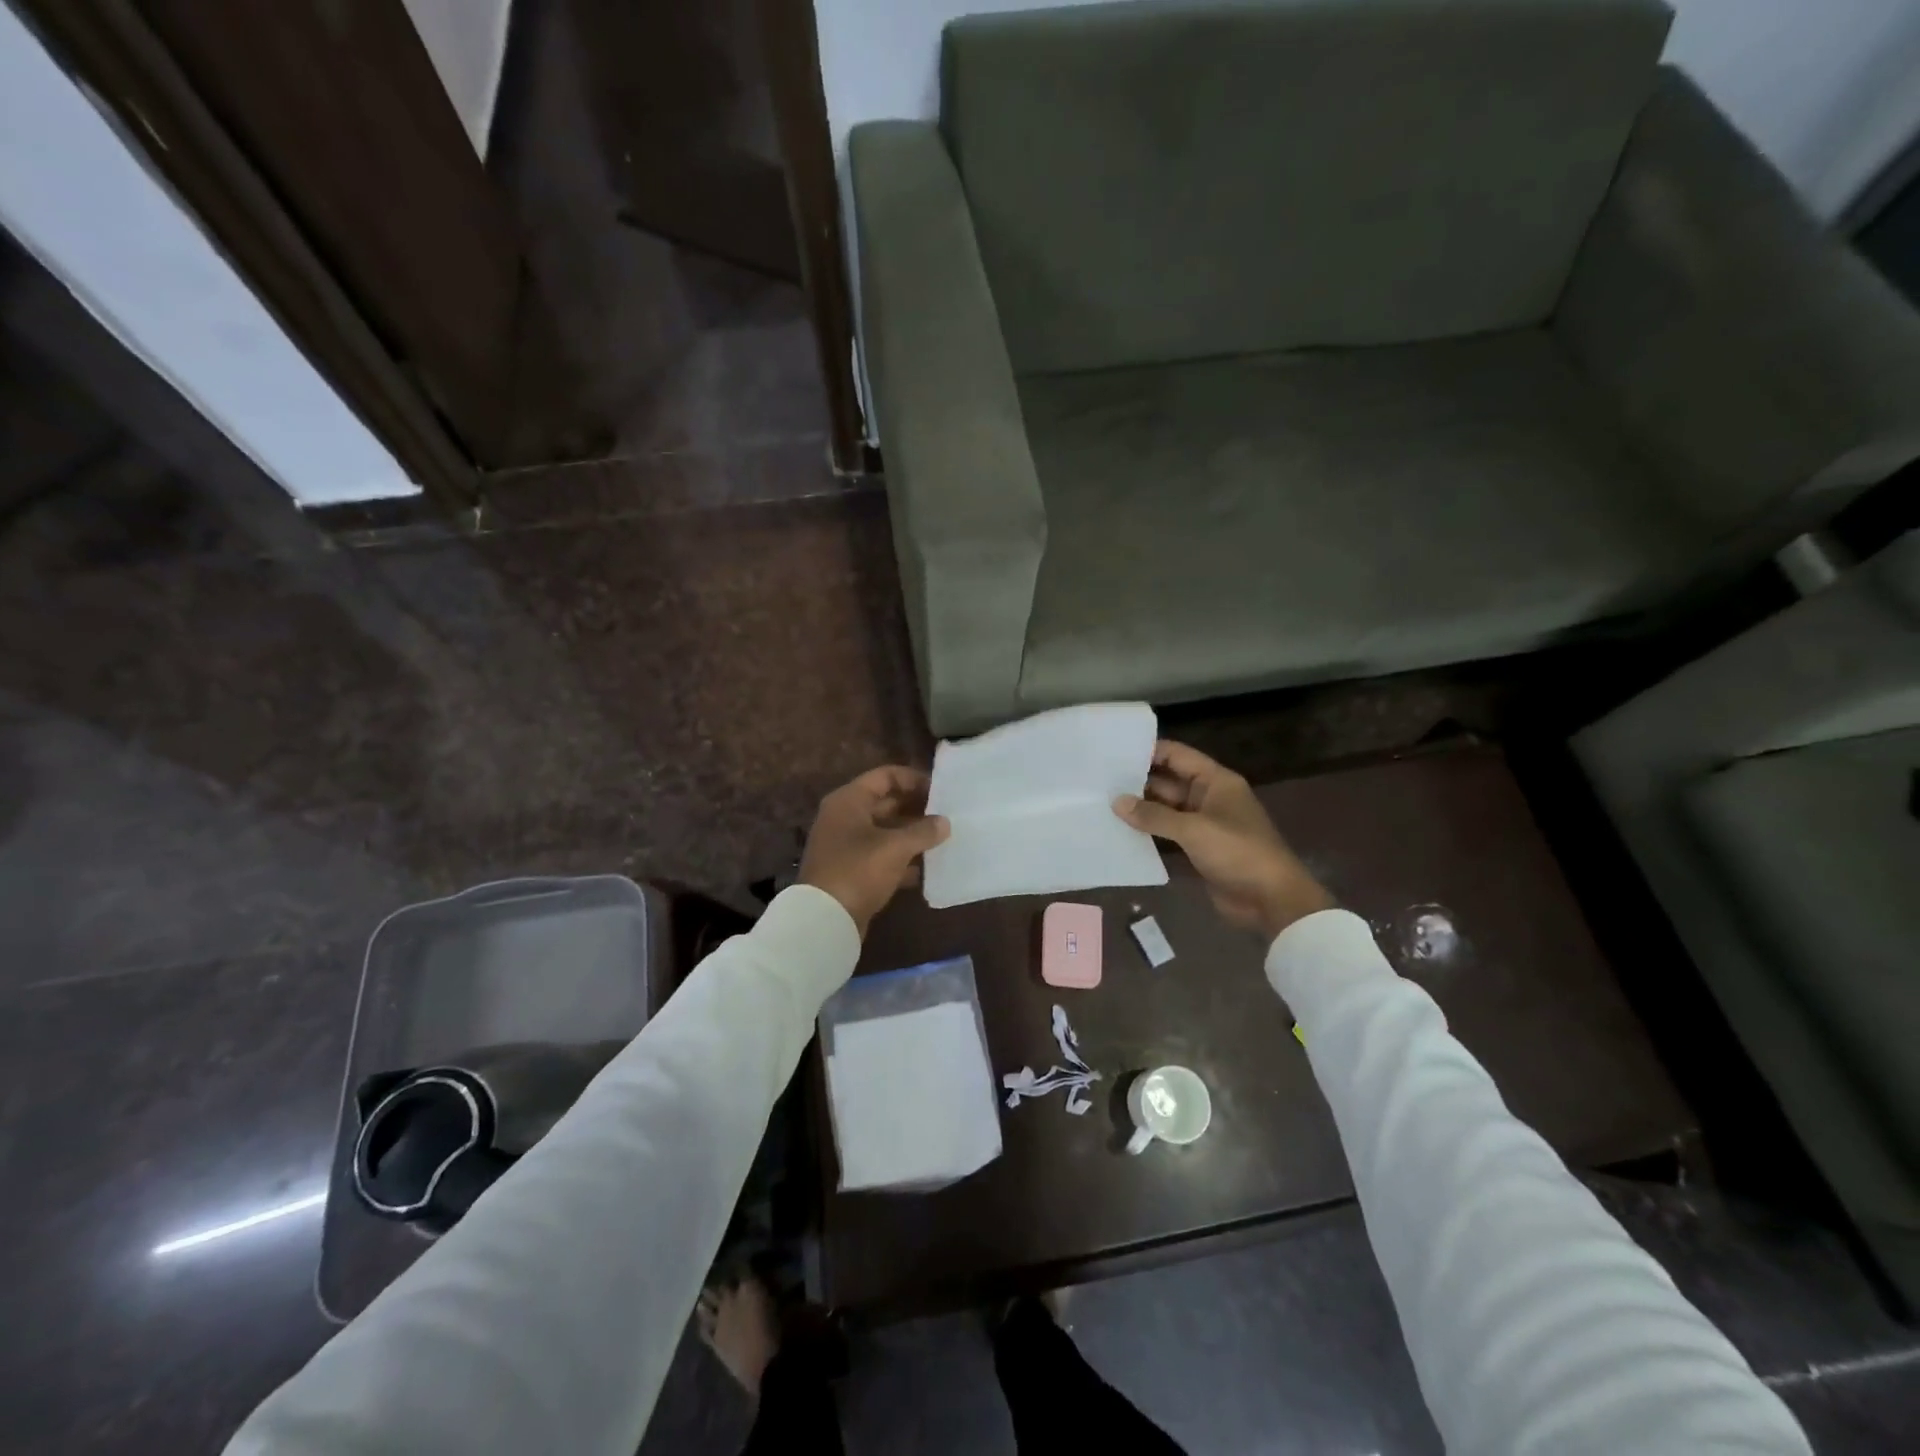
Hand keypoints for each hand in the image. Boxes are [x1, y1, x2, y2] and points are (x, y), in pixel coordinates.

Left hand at [799, 766, 950, 936]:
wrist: (824, 920)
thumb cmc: (858, 870)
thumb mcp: (895, 847)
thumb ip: (923, 831)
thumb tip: (945, 822)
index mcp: (850, 801)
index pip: (886, 776)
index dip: (914, 779)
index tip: (941, 790)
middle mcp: (845, 817)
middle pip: (887, 803)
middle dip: (917, 808)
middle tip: (948, 815)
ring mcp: (847, 845)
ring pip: (886, 831)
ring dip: (913, 835)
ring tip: (944, 839)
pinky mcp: (852, 871)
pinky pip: (882, 856)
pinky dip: (903, 860)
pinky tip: (928, 868)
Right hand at [1113, 740, 1333, 940]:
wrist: (1271, 900)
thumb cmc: (1237, 852)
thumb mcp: (1194, 830)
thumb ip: (1154, 815)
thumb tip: (1116, 802)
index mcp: (1216, 781)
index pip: (1178, 755)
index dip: (1150, 751)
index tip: (1114, 753)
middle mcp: (1209, 797)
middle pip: (1169, 781)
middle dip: (1138, 781)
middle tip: (1100, 781)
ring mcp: (1204, 823)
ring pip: (1166, 808)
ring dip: (1141, 808)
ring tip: (1103, 803)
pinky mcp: (1198, 848)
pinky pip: (1168, 832)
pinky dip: (1149, 831)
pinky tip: (1121, 830)